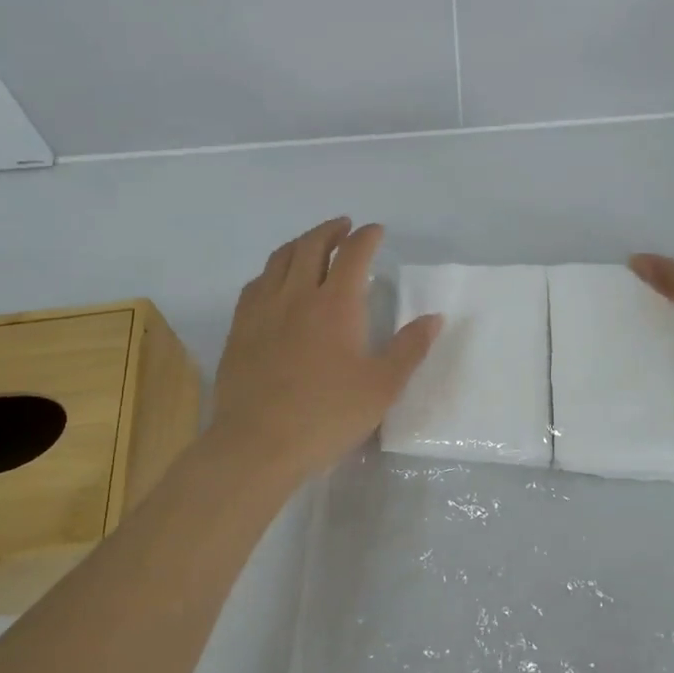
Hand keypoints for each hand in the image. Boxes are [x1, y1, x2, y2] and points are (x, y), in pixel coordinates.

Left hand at [208, 217, 441, 483]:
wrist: (257, 444)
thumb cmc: (327, 415)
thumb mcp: (382, 387)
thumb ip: (409, 348)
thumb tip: (434, 318)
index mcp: (336, 304)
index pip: (353, 254)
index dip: (366, 237)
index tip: (376, 231)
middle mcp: (297, 296)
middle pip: (311, 245)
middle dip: (331, 230)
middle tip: (344, 227)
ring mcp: (263, 310)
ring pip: (279, 259)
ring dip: (300, 244)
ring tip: (311, 245)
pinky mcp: (239, 330)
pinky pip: (255, 285)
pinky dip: (272, 271)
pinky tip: (275, 283)